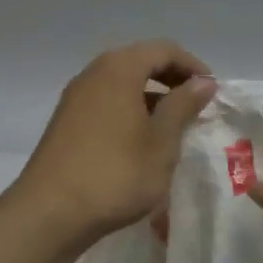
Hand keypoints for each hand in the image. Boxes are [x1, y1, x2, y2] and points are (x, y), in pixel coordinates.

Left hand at [15, 41, 216, 245]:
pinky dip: (129, 111)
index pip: (163, 50)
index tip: (212, 91)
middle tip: (195, 106)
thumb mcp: (161, 142)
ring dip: (150, 97)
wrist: (50, 213)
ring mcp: (75, 98)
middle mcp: (93, 74)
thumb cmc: (116, 174)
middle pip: (139, 62)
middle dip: (171, 80)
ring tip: (172, 127)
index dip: (192, 66)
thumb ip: (183, 106)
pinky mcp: (65, 123)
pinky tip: (141, 142)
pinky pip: (106, 103)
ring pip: (121, 84)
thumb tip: (203, 82)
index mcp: (119, 70)